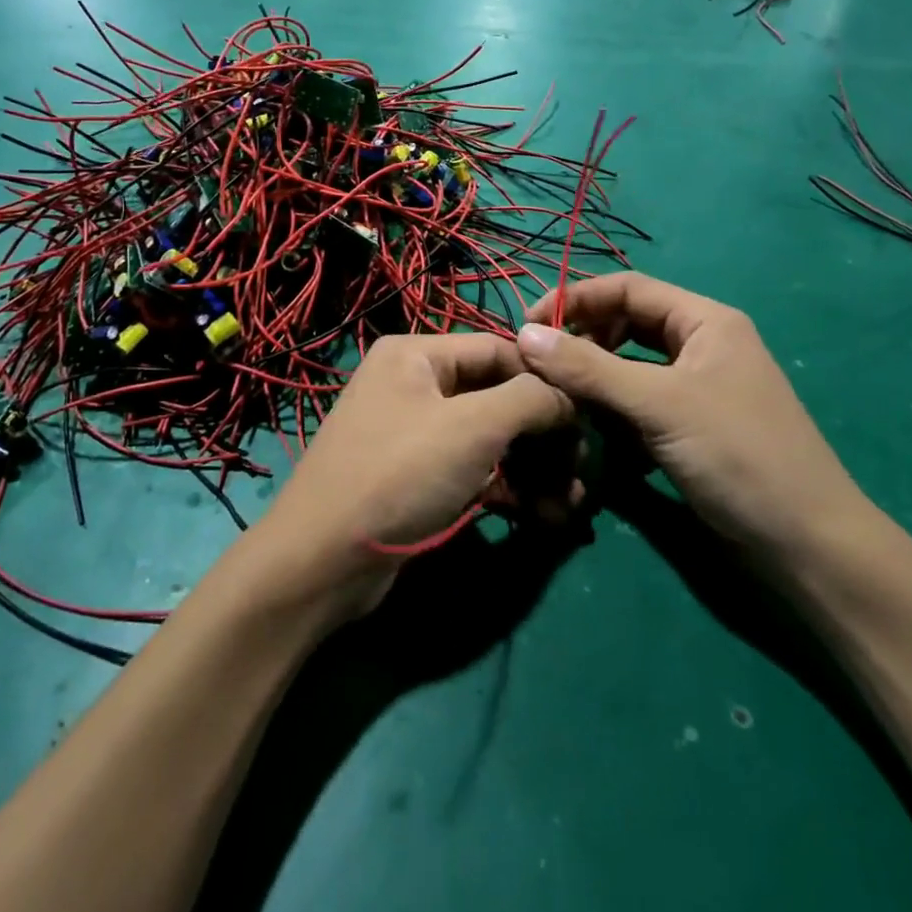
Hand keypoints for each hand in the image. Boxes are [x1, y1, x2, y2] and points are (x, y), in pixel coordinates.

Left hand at [254, 333, 572, 616]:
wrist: (323, 561)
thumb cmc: (400, 474)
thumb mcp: (473, 427)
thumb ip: (530, 398)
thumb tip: (568, 396)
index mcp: (418, 353)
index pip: (500, 350)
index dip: (547, 381)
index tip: (587, 417)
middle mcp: (415, 384)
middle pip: (498, 396)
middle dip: (544, 435)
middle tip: (580, 470)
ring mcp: (416, 433)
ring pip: (491, 438)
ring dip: (534, 467)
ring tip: (571, 503)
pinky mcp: (419, 478)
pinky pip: (475, 470)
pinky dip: (509, 488)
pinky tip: (544, 516)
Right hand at [517, 274, 868, 563]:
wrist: (808, 543)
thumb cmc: (738, 455)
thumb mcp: (659, 405)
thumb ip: (589, 368)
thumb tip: (524, 335)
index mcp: (705, 320)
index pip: (628, 288)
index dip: (576, 299)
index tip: (528, 326)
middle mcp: (702, 343)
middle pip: (628, 323)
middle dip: (583, 338)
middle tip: (541, 365)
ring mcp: (698, 386)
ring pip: (632, 364)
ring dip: (595, 375)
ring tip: (561, 395)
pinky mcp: (693, 424)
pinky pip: (642, 399)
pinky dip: (614, 406)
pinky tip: (594, 426)